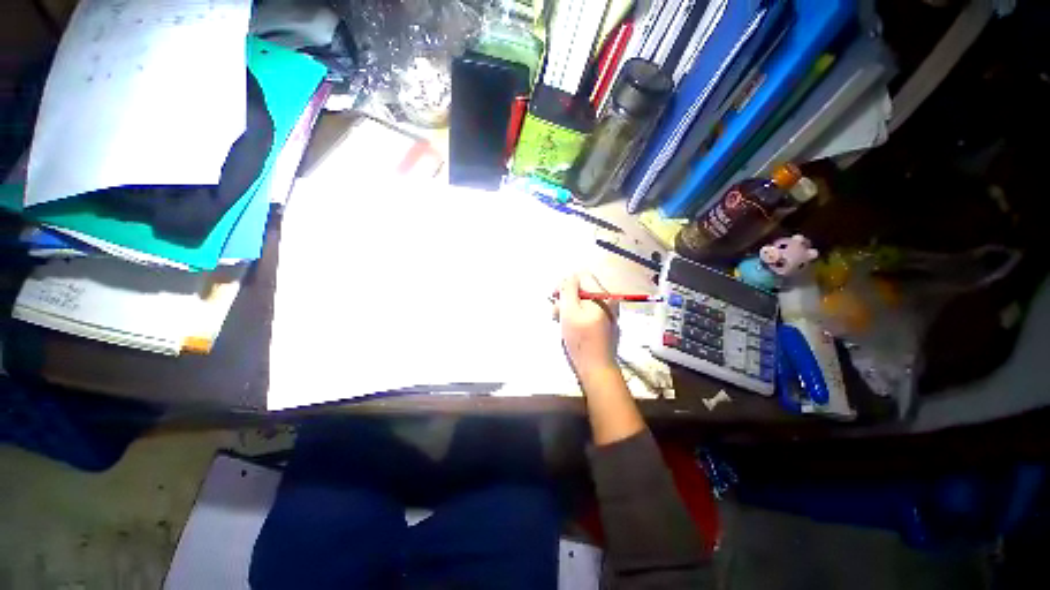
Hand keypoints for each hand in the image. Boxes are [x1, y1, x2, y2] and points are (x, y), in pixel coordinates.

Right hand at [555, 273, 618, 378]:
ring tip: (560, 322)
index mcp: (602, 295)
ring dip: (570, 308)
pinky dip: (578, 316)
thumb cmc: (581, 340)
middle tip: (556, 313)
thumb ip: (567, 290)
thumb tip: (568, 277)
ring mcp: (609, 312)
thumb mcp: (569, 311)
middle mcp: (609, 300)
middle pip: (583, 289)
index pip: (581, 276)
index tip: (554, 296)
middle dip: (566, 298)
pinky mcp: (606, 323)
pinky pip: (590, 312)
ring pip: (584, 301)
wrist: (597, 368)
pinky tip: (571, 327)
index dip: (565, 283)